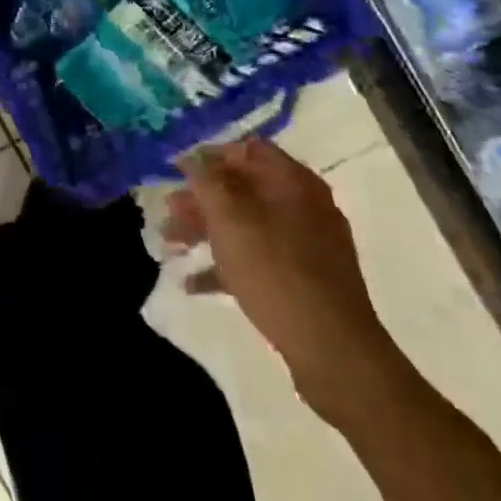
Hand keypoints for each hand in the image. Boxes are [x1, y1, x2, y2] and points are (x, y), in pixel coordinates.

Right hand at [163, 137, 399, 421]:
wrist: (333, 350)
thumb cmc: (275, 270)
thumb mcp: (229, 217)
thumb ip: (206, 180)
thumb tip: (191, 157)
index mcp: (293, 182)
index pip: (248, 149)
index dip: (210, 155)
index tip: (177, 169)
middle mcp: (304, 206)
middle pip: (243, 189)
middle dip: (201, 198)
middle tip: (167, 210)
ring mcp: (307, 246)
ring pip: (246, 225)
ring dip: (205, 231)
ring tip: (169, 244)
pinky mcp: (304, 282)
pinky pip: (257, 260)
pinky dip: (225, 266)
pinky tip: (192, 283)